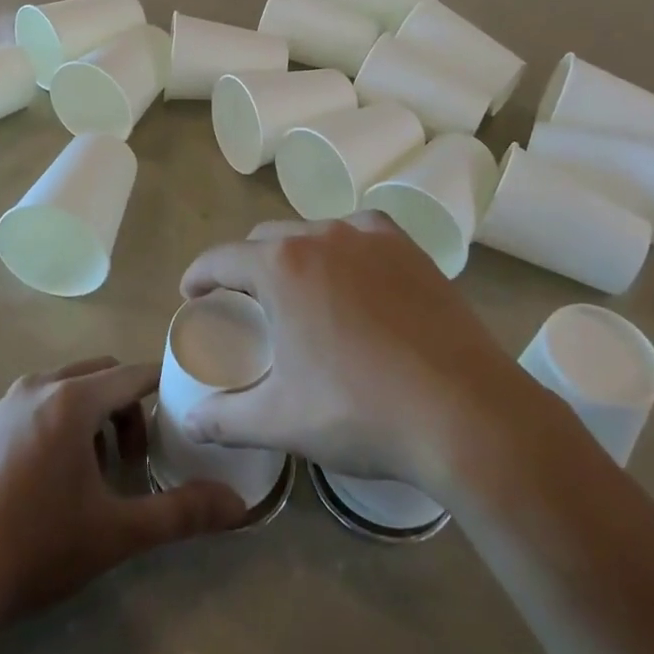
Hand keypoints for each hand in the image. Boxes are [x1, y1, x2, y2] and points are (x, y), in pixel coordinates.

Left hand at [0, 357, 246, 624]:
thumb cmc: (37, 548)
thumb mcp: (116, 533)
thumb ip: (180, 514)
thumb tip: (238, 506)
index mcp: (72, 400)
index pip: (133, 375)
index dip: (162, 388)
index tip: (180, 413)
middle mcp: (37, 387)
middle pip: (100, 375)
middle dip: (124, 408)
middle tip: (129, 461)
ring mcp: (2, 406)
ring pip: (64, 389)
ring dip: (89, 416)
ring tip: (91, 474)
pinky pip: (32, 407)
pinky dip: (55, 425)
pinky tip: (46, 483)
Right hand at [178, 214, 549, 493]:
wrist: (465, 412)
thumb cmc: (360, 412)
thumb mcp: (282, 421)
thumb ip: (226, 419)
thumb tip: (189, 421)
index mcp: (281, 266)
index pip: (222, 258)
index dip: (200, 274)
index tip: (192, 293)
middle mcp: (322, 236)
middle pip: (267, 238)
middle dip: (247, 264)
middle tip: (248, 303)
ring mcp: (371, 237)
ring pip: (315, 232)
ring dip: (296, 254)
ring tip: (302, 291)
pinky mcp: (410, 249)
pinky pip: (362, 234)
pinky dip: (345, 249)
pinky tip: (355, 278)